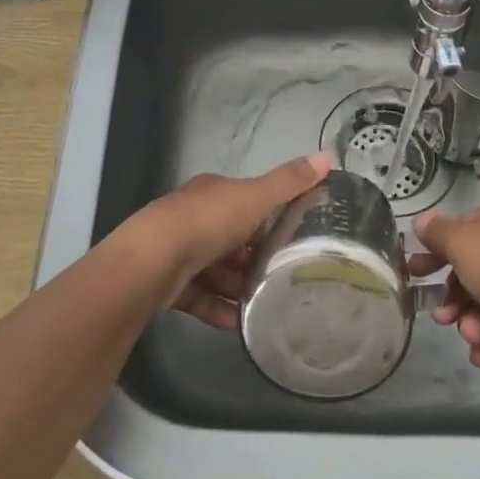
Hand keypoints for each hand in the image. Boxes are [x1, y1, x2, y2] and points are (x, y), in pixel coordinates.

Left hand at [120, 152, 333, 329]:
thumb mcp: (254, 197)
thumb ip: (289, 182)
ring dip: (238, 287)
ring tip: (266, 304)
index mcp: (214, 193)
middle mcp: (194, 218)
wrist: (151, 262)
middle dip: (255, 257)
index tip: (295, 236)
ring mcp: (178, 252)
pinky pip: (200, 297)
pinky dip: (218, 309)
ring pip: (216, 270)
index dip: (269, 217)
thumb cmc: (207, 222)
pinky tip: (238, 324)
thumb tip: (328, 154)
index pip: (246, 202)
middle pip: (232, 238)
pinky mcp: (168, 284)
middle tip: (285, 276)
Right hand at [409, 198, 479, 367]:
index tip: (415, 270)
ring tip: (469, 335)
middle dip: (453, 296)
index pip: (461, 228)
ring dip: (470, 321)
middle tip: (438, 315)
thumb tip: (421, 222)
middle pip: (471, 268)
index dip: (435, 249)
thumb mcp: (459, 242)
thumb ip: (436, 232)